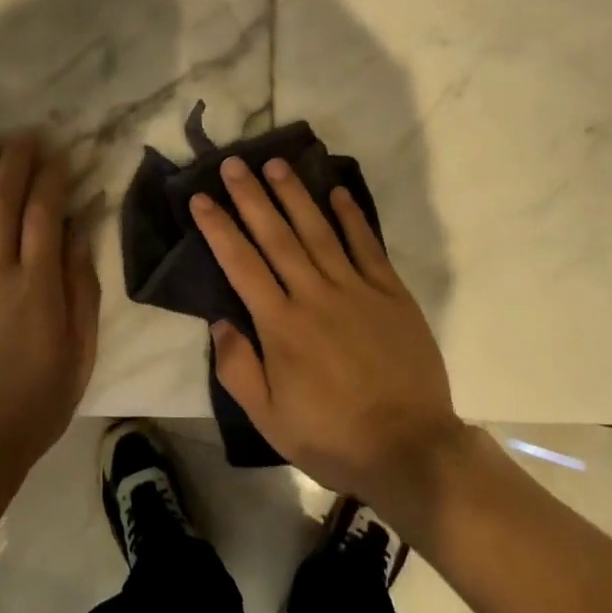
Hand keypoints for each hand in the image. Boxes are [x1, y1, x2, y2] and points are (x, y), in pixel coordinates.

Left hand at [0, 135, 100, 498]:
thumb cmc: (37, 400)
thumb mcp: (80, 349)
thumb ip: (81, 287)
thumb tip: (78, 233)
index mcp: (37, 285)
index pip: (44, 213)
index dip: (52, 178)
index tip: (60, 155)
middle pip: (1, 203)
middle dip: (14, 163)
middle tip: (25, 137)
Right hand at [192, 157, 464, 511]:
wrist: (410, 449)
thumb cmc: (332, 437)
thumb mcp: (269, 419)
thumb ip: (238, 368)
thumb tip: (218, 321)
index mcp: (281, 325)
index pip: (241, 264)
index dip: (218, 228)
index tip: (201, 198)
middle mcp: (314, 295)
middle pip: (276, 236)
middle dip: (252, 196)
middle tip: (234, 163)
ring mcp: (356, 289)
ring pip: (319, 231)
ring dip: (295, 195)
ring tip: (276, 164)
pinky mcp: (390, 293)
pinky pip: (367, 246)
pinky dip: (352, 217)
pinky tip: (337, 192)